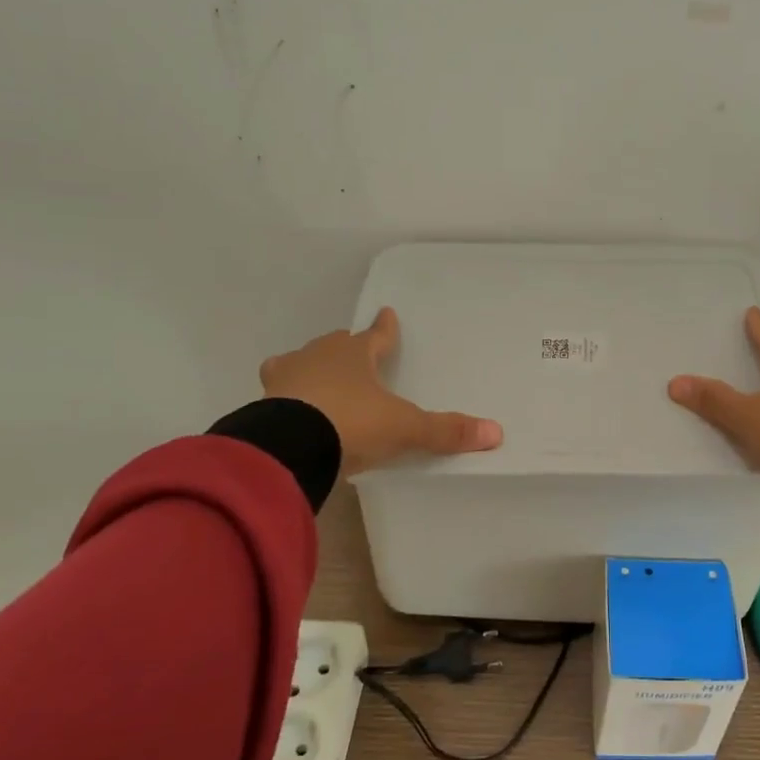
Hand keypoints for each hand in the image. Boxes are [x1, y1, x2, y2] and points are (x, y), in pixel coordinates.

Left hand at [258, 308, 502, 474]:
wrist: (289, 445)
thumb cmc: (352, 423)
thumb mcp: (404, 429)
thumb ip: (445, 431)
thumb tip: (496, 432)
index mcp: (356, 354)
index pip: (376, 335)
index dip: (385, 328)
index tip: (387, 313)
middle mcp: (319, 356)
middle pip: (335, 344)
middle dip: (345, 347)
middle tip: (352, 350)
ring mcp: (286, 377)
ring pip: (299, 361)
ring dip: (309, 367)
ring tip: (314, 377)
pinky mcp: (263, 402)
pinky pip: (277, 391)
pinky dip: (285, 395)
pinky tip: (288, 407)